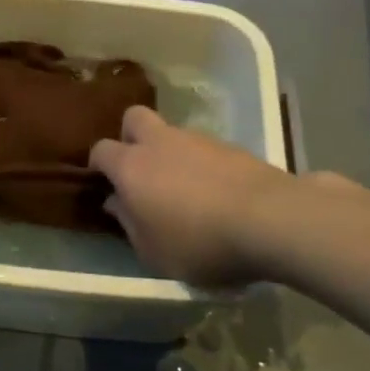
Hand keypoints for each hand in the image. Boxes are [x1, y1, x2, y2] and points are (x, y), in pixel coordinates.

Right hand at [89, 106, 289, 286]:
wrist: (271, 220)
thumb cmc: (199, 242)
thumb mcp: (154, 252)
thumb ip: (129, 224)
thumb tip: (115, 202)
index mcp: (132, 167)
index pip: (101, 150)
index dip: (99, 165)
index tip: (105, 184)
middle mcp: (160, 143)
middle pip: (134, 118)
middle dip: (131, 137)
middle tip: (140, 169)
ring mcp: (198, 140)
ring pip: (172, 133)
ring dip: (171, 153)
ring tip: (185, 189)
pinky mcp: (232, 146)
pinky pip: (204, 149)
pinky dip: (203, 165)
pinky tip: (216, 193)